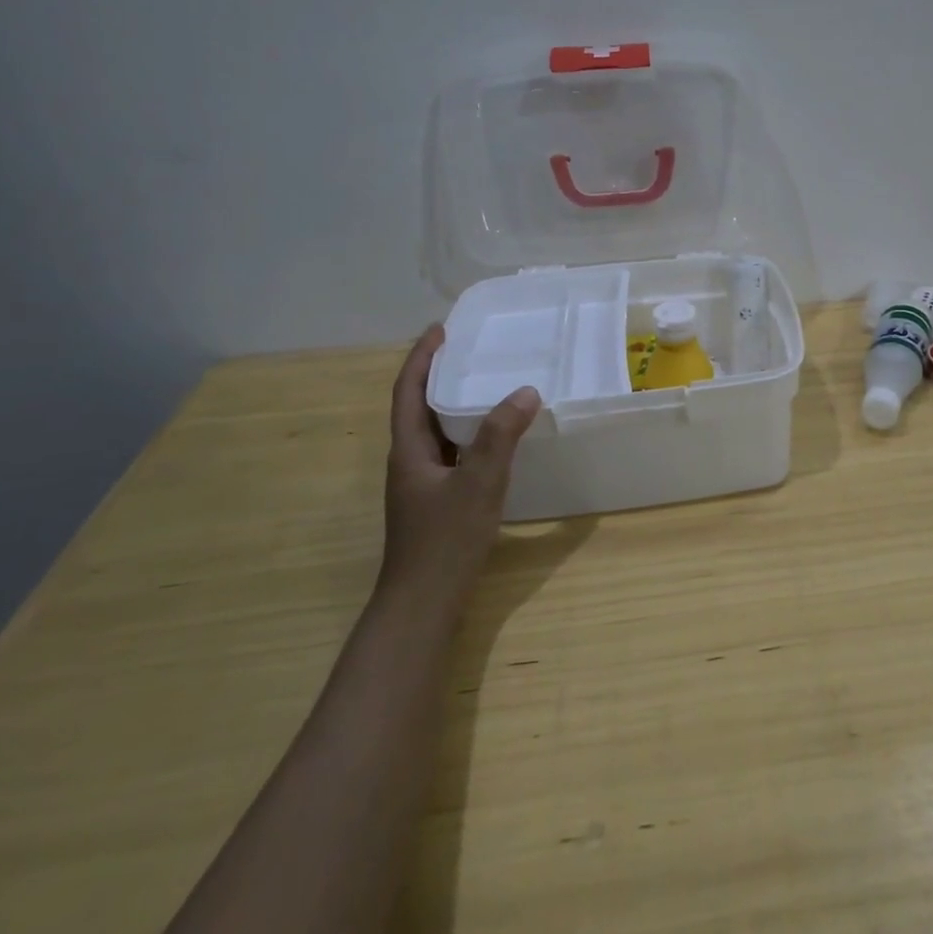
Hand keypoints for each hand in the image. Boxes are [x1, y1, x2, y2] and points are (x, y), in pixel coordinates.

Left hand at [380, 324, 541, 620]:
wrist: (423, 604)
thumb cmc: (445, 541)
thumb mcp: (478, 484)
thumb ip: (500, 437)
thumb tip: (524, 391)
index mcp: (409, 450)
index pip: (408, 391)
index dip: (422, 358)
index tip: (441, 329)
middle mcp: (410, 461)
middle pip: (418, 406)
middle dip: (439, 374)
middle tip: (471, 349)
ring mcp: (421, 483)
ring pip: (435, 431)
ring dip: (453, 403)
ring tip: (486, 383)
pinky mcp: (436, 501)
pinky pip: (451, 451)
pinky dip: (468, 433)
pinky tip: (494, 438)